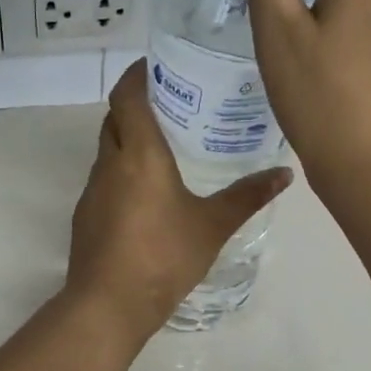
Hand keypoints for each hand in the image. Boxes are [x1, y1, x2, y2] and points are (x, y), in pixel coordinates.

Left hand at [66, 61, 291, 342]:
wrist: (108, 305)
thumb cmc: (163, 258)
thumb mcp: (212, 227)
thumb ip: (247, 197)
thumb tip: (284, 174)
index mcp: (139, 154)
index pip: (127, 95)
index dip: (138, 74)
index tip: (159, 66)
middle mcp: (109, 164)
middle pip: (115, 119)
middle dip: (137, 105)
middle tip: (173, 106)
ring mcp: (92, 191)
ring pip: (107, 151)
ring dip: (128, 142)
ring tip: (164, 148)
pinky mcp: (85, 217)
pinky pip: (104, 181)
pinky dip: (121, 174)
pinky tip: (146, 195)